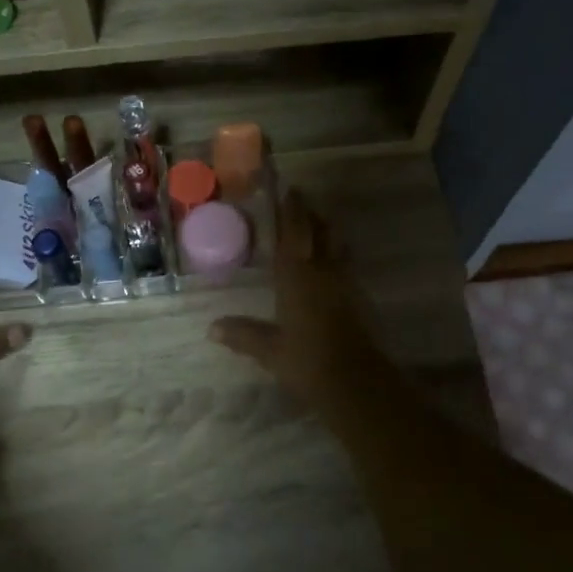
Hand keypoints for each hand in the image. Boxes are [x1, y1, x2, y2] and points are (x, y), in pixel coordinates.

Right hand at [209, 189, 380, 408]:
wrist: (355, 381)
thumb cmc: (306, 360)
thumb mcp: (269, 350)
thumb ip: (243, 335)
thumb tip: (212, 328)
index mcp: (297, 276)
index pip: (294, 233)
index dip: (292, 211)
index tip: (290, 191)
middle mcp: (323, 271)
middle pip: (321, 232)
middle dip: (311, 215)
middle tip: (302, 202)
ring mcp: (346, 283)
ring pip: (337, 245)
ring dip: (328, 231)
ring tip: (318, 226)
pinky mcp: (360, 298)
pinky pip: (347, 265)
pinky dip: (337, 255)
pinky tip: (331, 265)